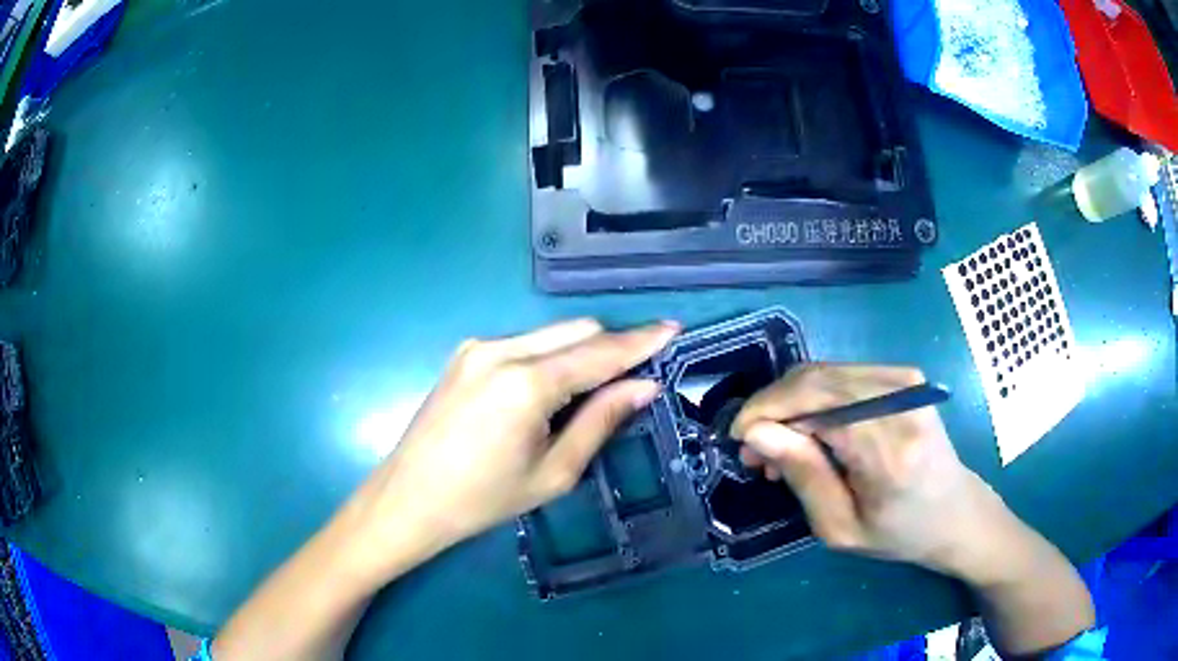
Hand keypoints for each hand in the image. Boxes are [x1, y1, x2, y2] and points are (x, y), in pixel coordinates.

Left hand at [352, 318, 678, 568]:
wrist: (409, 498)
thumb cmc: (483, 499)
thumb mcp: (553, 472)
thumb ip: (600, 421)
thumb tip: (643, 386)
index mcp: (526, 382)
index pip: (599, 351)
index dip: (640, 341)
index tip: (673, 330)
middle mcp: (501, 349)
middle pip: (577, 329)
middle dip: (612, 345)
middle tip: (638, 372)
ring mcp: (478, 346)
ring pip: (551, 333)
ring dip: (581, 350)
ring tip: (596, 387)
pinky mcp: (465, 353)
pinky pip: (525, 343)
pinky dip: (551, 356)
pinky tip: (551, 390)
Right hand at [730, 364, 1022, 581]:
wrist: (954, 511)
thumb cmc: (898, 533)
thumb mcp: (840, 528)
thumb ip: (802, 475)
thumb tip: (756, 432)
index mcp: (889, 448)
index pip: (813, 403)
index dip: (765, 413)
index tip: (738, 441)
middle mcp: (900, 399)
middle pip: (815, 378)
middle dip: (772, 408)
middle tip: (754, 450)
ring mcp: (906, 380)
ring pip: (823, 371)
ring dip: (791, 404)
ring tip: (780, 448)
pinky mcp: (905, 375)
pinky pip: (841, 374)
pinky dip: (814, 398)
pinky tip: (810, 431)